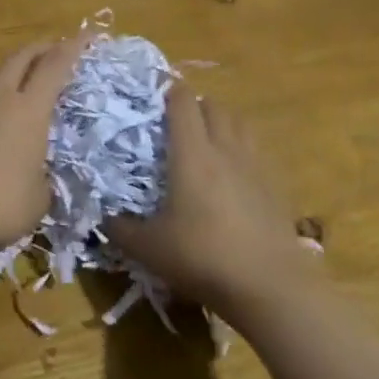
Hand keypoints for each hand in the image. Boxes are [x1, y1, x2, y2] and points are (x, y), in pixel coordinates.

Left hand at [0, 37, 89, 255]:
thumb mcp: (38, 198)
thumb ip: (42, 177)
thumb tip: (35, 175)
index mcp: (29, 111)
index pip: (55, 66)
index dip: (73, 48)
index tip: (86, 35)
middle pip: (20, 58)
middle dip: (40, 49)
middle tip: (53, 48)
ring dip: (9, 71)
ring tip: (18, 79)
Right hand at [107, 84, 303, 308]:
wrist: (270, 287)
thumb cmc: (202, 258)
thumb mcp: (149, 248)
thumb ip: (120, 229)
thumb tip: (103, 217)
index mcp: (192, 154)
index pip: (182, 104)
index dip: (169, 91)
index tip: (155, 93)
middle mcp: (225, 149)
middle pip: (214, 107)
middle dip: (196, 106)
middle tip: (178, 122)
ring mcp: (255, 166)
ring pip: (240, 124)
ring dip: (222, 122)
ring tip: (208, 140)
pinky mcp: (276, 186)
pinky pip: (257, 151)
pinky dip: (243, 149)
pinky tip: (235, 174)